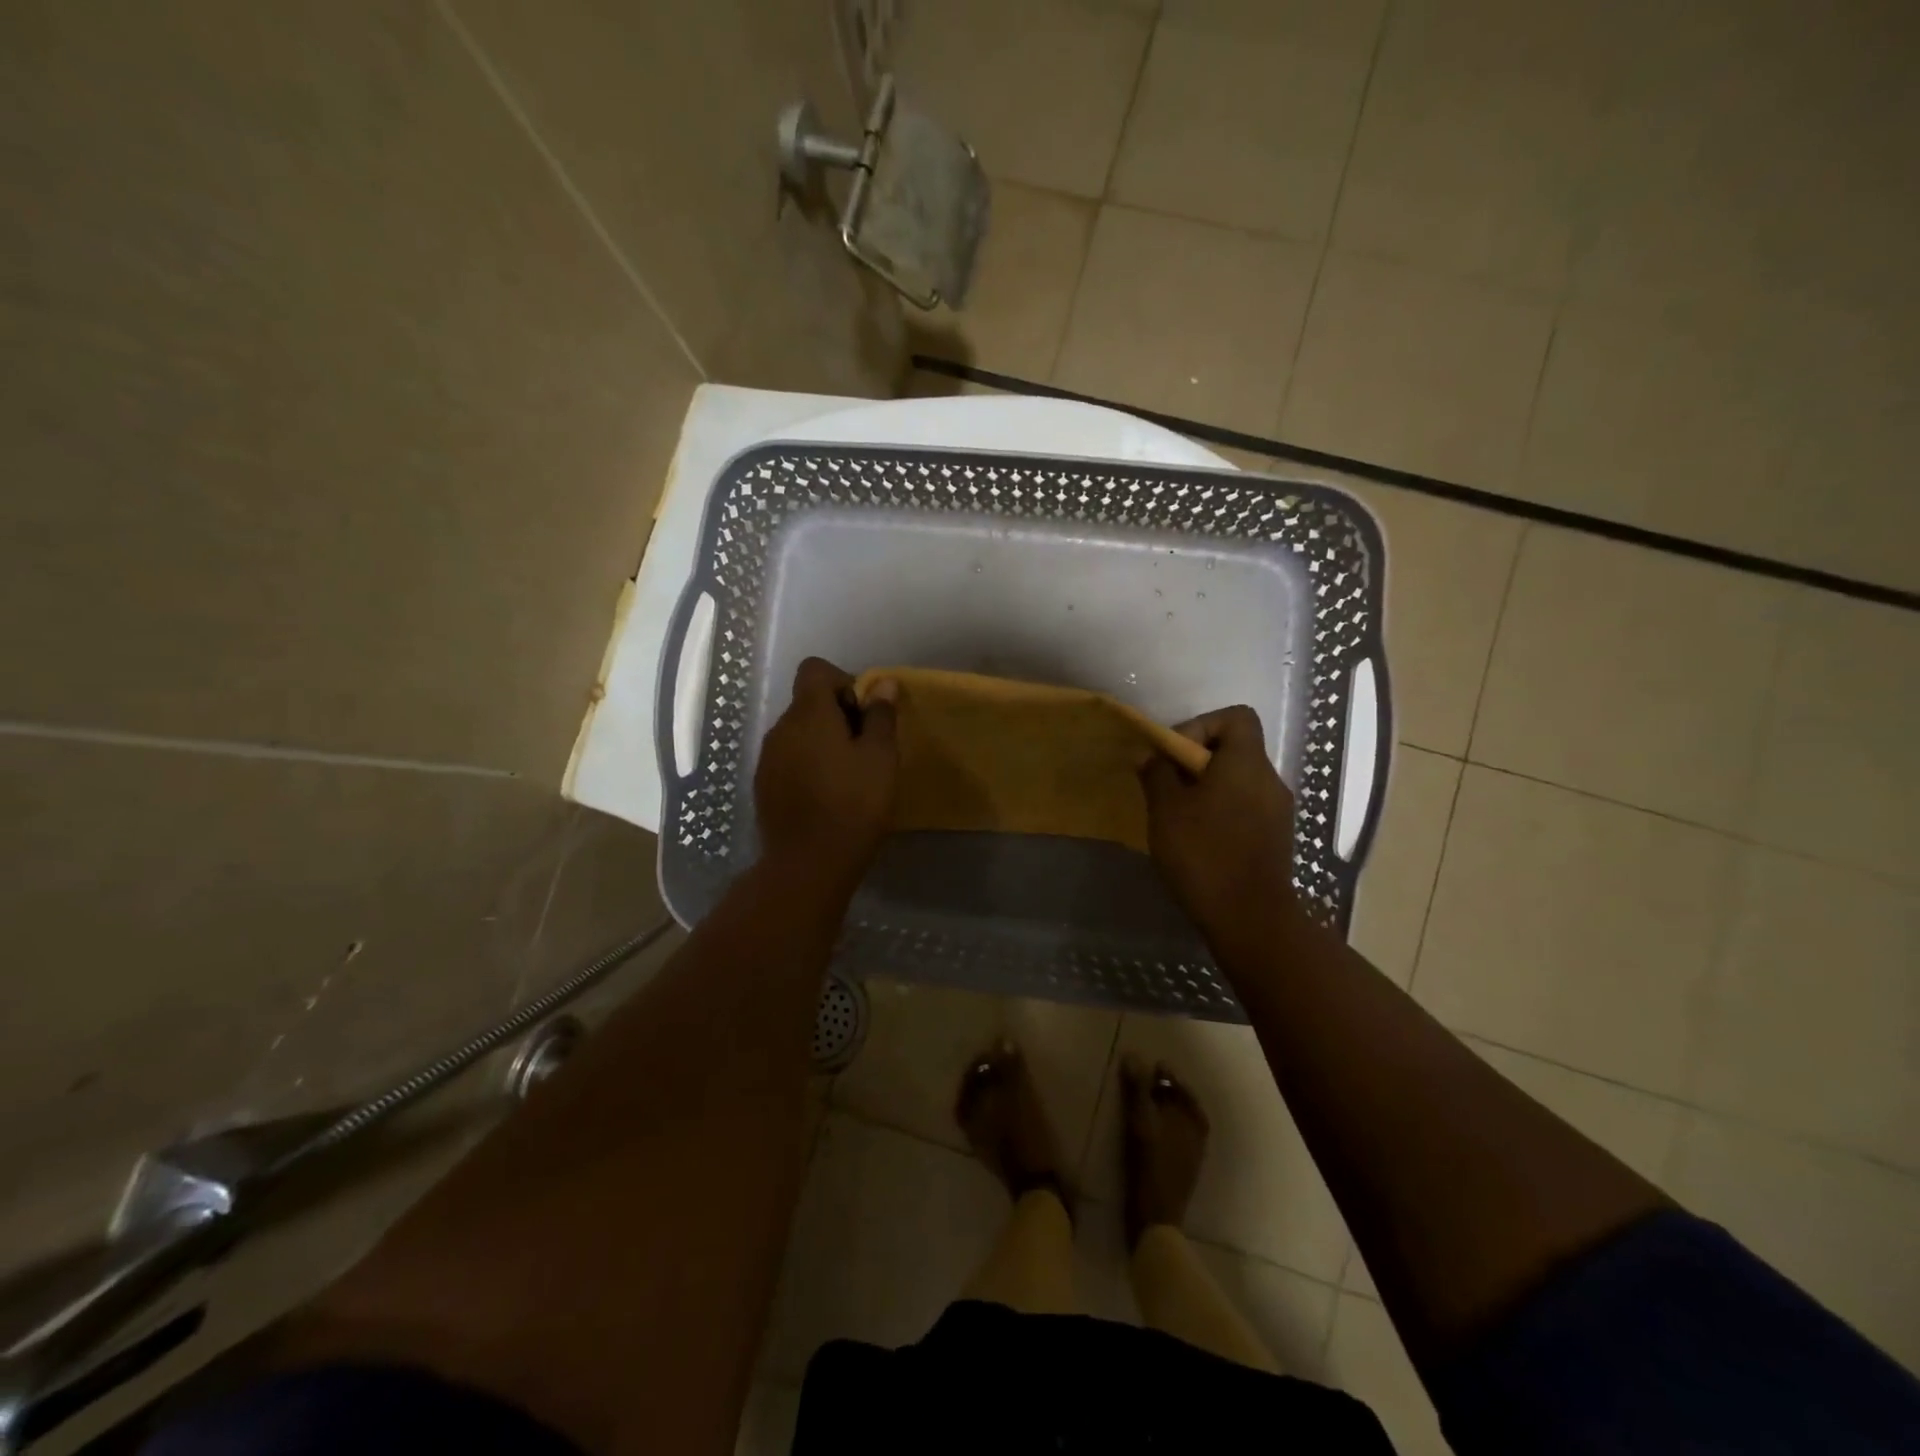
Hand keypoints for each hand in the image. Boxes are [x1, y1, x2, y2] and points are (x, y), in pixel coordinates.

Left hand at [754, 657, 898, 887]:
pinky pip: (788, 760)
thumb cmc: (853, 805)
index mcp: (808, 714)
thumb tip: (884, 683)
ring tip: (847, 776)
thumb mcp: (880, 758)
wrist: (808, 864)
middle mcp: (780, 728)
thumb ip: (880, 716)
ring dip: (822, 742)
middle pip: (807, 702)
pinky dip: (807, 766)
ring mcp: (767, 759)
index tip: (863, 714)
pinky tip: (826, 796)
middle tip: (865, 750)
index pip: (815, 670)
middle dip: (837, 715)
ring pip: (798, 733)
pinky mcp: (763, 786)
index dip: (843, 681)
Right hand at [1139, 705, 1298, 936]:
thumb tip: (1150, 754)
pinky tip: (1198, 842)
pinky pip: (1245, 809)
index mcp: (1246, 763)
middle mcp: (1269, 780)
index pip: (1235, 717)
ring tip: (1178, 818)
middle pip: (1234, 750)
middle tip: (1167, 789)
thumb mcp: (1166, 810)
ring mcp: (1277, 811)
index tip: (1175, 756)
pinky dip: (1221, 813)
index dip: (1201, 725)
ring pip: (1238, 782)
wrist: (1251, 919)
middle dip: (1196, 763)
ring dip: (1207, 790)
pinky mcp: (1276, 839)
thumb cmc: (1204, 853)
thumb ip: (1157, 774)